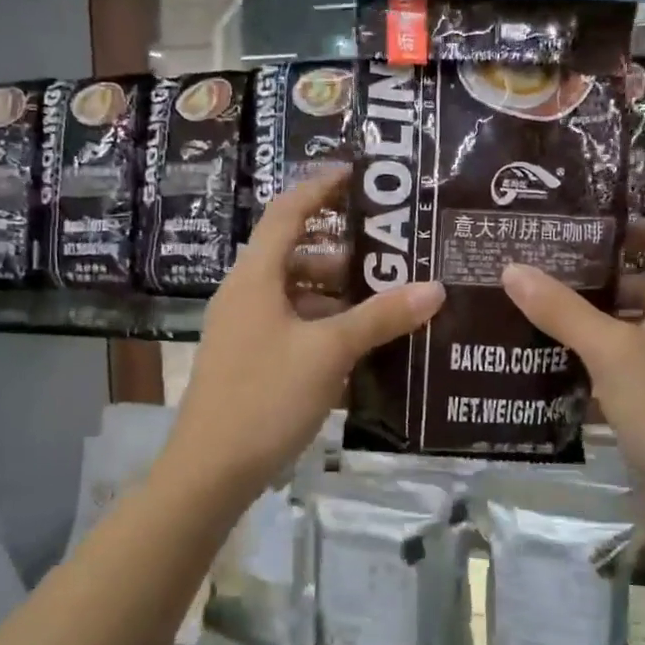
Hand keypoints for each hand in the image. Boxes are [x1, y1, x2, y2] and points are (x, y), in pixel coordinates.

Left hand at [158, 170, 444, 510]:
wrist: (210, 471)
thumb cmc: (265, 397)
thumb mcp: (328, 353)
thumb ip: (380, 318)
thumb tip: (434, 288)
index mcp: (256, 277)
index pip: (287, 212)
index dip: (319, 187)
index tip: (356, 173)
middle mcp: (246, 294)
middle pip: (296, 254)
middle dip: (343, 251)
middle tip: (392, 252)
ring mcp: (246, 329)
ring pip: (297, 294)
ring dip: (338, 294)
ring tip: (387, 300)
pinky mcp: (251, 360)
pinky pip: (294, 326)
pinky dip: (325, 325)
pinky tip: (361, 344)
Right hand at [502, 220, 644, 535]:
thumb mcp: (612, 352)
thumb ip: (562, 311)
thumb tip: (513, 269)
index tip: (599, 235)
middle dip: (601, 281)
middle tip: (546, 278)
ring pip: (632, 334)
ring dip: (590, 327)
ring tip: (536, 322)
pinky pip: (624, 376)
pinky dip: (592, 372)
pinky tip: (549, 377)